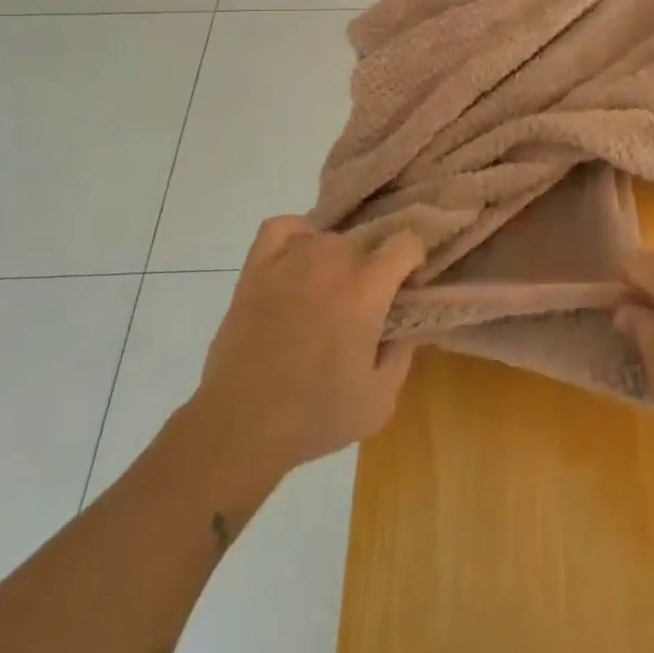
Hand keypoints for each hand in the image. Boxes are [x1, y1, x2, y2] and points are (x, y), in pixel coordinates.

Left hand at [194, 217, 423, 480]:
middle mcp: (332, 262)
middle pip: (367, 241)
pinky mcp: (257, 268)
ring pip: (328, 237)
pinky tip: (298, 259)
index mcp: (367, 289)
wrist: (241, 425)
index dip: (412, 262)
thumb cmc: (316, 415)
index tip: (406, 287)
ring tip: (328, 291)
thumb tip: (406, 324)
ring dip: (337, 258)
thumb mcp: (380, 400)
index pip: (406, 243)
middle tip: (365, 303)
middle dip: (374, 267)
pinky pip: (283, 227)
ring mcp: (290, 260)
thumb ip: (403, 354)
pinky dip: (297, 235)